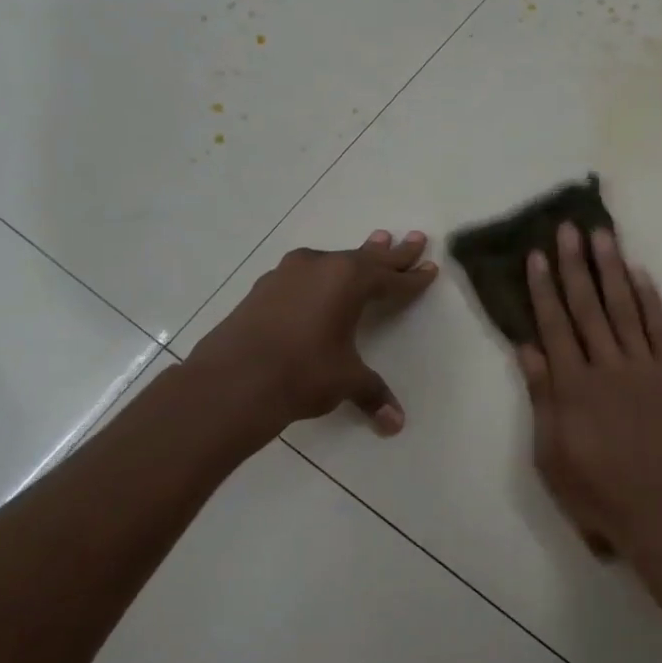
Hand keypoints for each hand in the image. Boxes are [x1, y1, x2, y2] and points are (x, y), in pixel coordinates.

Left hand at [192, 229, 436, 436]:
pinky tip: (321, 276)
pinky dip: (324, 273)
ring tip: (375, 241)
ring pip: (334, 260)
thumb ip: (372, 394)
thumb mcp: (345, 381)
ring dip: (357, 256)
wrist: (230, 381)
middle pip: (367, 258)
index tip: (430, 268)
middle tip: (415, 237)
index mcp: (349, 281)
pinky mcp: (264, 287)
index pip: (391, 279)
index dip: (413, 278)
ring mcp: (288, 274)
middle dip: (393, 252)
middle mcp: (321, 267)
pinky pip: (306, 272)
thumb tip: (395, 424)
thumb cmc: (302, 374)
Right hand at [518, 222, 661, 577]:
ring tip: (602, 235)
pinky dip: (650, 299)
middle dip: (575, 265)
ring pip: (625, 308)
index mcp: (574, 387)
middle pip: (588, 306)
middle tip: (568, 228)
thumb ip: (542, 399)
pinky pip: (661, 328)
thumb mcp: (553, 456)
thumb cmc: (600, 493)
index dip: (544, 288)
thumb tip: (528, 349)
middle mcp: (608, 366)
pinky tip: (640, 274)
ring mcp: (645, 367)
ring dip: (612, 269)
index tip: (537, 255)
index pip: (554, 325)